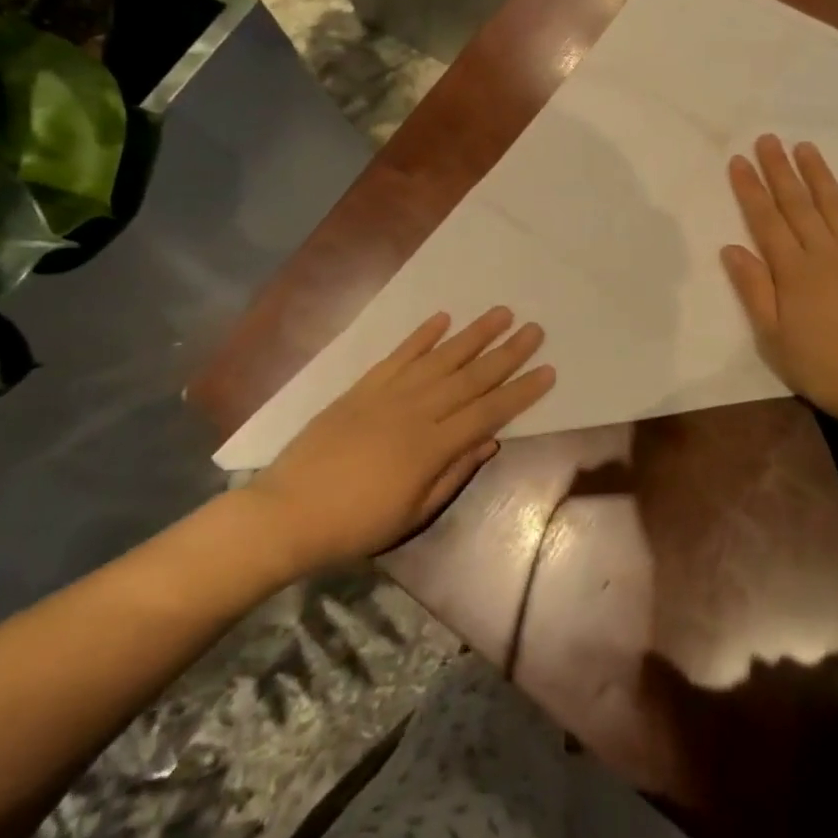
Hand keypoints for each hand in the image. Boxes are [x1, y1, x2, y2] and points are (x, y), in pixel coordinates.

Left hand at [247, 307, 554, 569]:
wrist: (290, 511)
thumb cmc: (357, 523)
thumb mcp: (413, 514)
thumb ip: (454, 473)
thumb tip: (490, 441)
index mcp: (432, 447)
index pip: (488, 412)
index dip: (521, 392)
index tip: (548, 370)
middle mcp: (416, 411)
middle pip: (471, 377)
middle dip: (506, 353)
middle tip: (535, 329)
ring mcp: (388, 394)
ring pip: (440, 357)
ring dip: (473, 335)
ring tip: (500, 313)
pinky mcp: (363, 386)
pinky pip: (399, 355)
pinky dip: (421, 335)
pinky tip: (443, 318)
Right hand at [722, 135, 837, 428]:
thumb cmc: (821, 367)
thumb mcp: (773, 337)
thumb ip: (753, 289)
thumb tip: (730, 247)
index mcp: (794, 271)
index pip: (766, 220)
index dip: (750, 189)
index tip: (738, 161)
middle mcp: (826, 254)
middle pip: (798, 204)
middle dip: (780, 170)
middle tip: (767, 139)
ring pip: (836, 207)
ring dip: (819, 175)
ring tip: (805, 147)